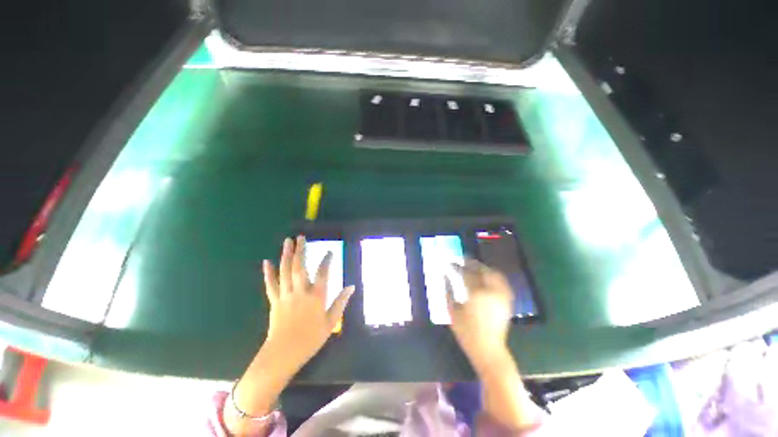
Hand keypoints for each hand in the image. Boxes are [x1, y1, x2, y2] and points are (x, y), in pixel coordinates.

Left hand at [226, 237, 354, 434]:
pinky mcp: (274, 301)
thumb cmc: (310, 339)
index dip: (327, 261)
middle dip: (300, 250)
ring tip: (287, 242)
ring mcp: (285, 295)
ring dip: (286, 255)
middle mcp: (300, 291)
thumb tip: (351, 287)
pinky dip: (268, 272)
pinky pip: (271, 284)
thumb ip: (341, 302)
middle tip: (301, 237)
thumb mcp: (331, 322)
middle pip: (300, 266)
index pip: (323, 273)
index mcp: (316, 296)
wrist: (283, 354)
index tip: (330, 252)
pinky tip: (266, 261)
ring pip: (285, 271)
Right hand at [446, 260, 513, 372]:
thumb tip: (445, 277)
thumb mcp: (452, 311)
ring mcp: (501, 296)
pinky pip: (503, 282)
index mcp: (476, 294)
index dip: (457, 266)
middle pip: (482, 270)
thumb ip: (448, 291)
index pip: (466, 273)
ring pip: (495, 274)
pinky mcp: (507, 301)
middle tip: (463, 260)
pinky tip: (488, 276)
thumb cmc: (466, 332)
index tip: (450, 263)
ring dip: (484, 267)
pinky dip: (494, 275)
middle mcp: (491, 291)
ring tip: (475, 266)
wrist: (488, 350)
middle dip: (472, 263)